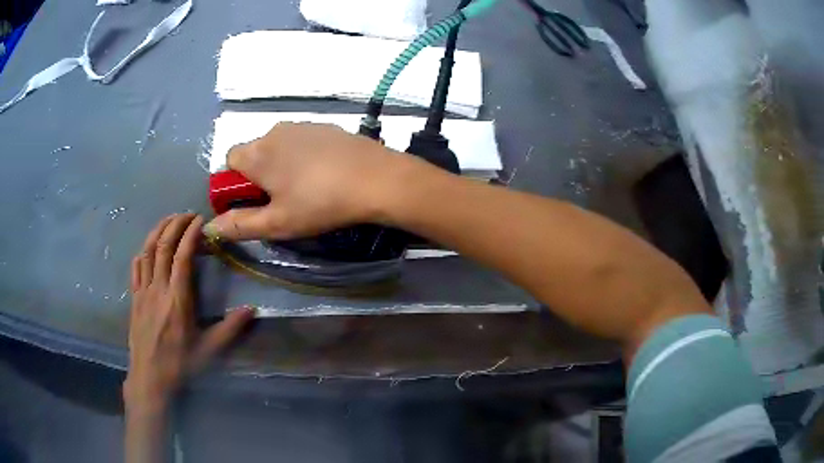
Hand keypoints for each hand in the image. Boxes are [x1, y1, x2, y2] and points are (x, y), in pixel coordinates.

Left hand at [124, 214, 253, 411]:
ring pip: (147, 251)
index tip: (200, 220)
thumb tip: (252, 309)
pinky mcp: (134, 298)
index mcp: (177, 299)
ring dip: (158, 231)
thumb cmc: (180, 364)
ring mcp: (143, 291)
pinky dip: (143, 251)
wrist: (150, 377)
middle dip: (175, 224)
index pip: (182, 256)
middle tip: (187, 214)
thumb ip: (230, 328)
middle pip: (163, 246)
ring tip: (169, 220)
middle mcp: (158, 288)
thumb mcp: (210, 350)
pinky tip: (149, 247)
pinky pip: (136, 267)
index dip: (190, 234)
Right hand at [204, 122, 415, 240]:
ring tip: (306, 188)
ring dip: (281, 164)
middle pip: (254, 152)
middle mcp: (275, 131)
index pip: (229, 160)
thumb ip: (239, 225)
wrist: (376, 178)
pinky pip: (302, 141)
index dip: (235, 183)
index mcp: (258, 152)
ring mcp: (303, 125)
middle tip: (281, 199)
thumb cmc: (320, 203)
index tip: (253, 202)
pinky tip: (325, 173)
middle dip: (259, 174)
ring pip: (279, 146)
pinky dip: (303, 156)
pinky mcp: (326, 126)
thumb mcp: (277, 223)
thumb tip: (210, 228)